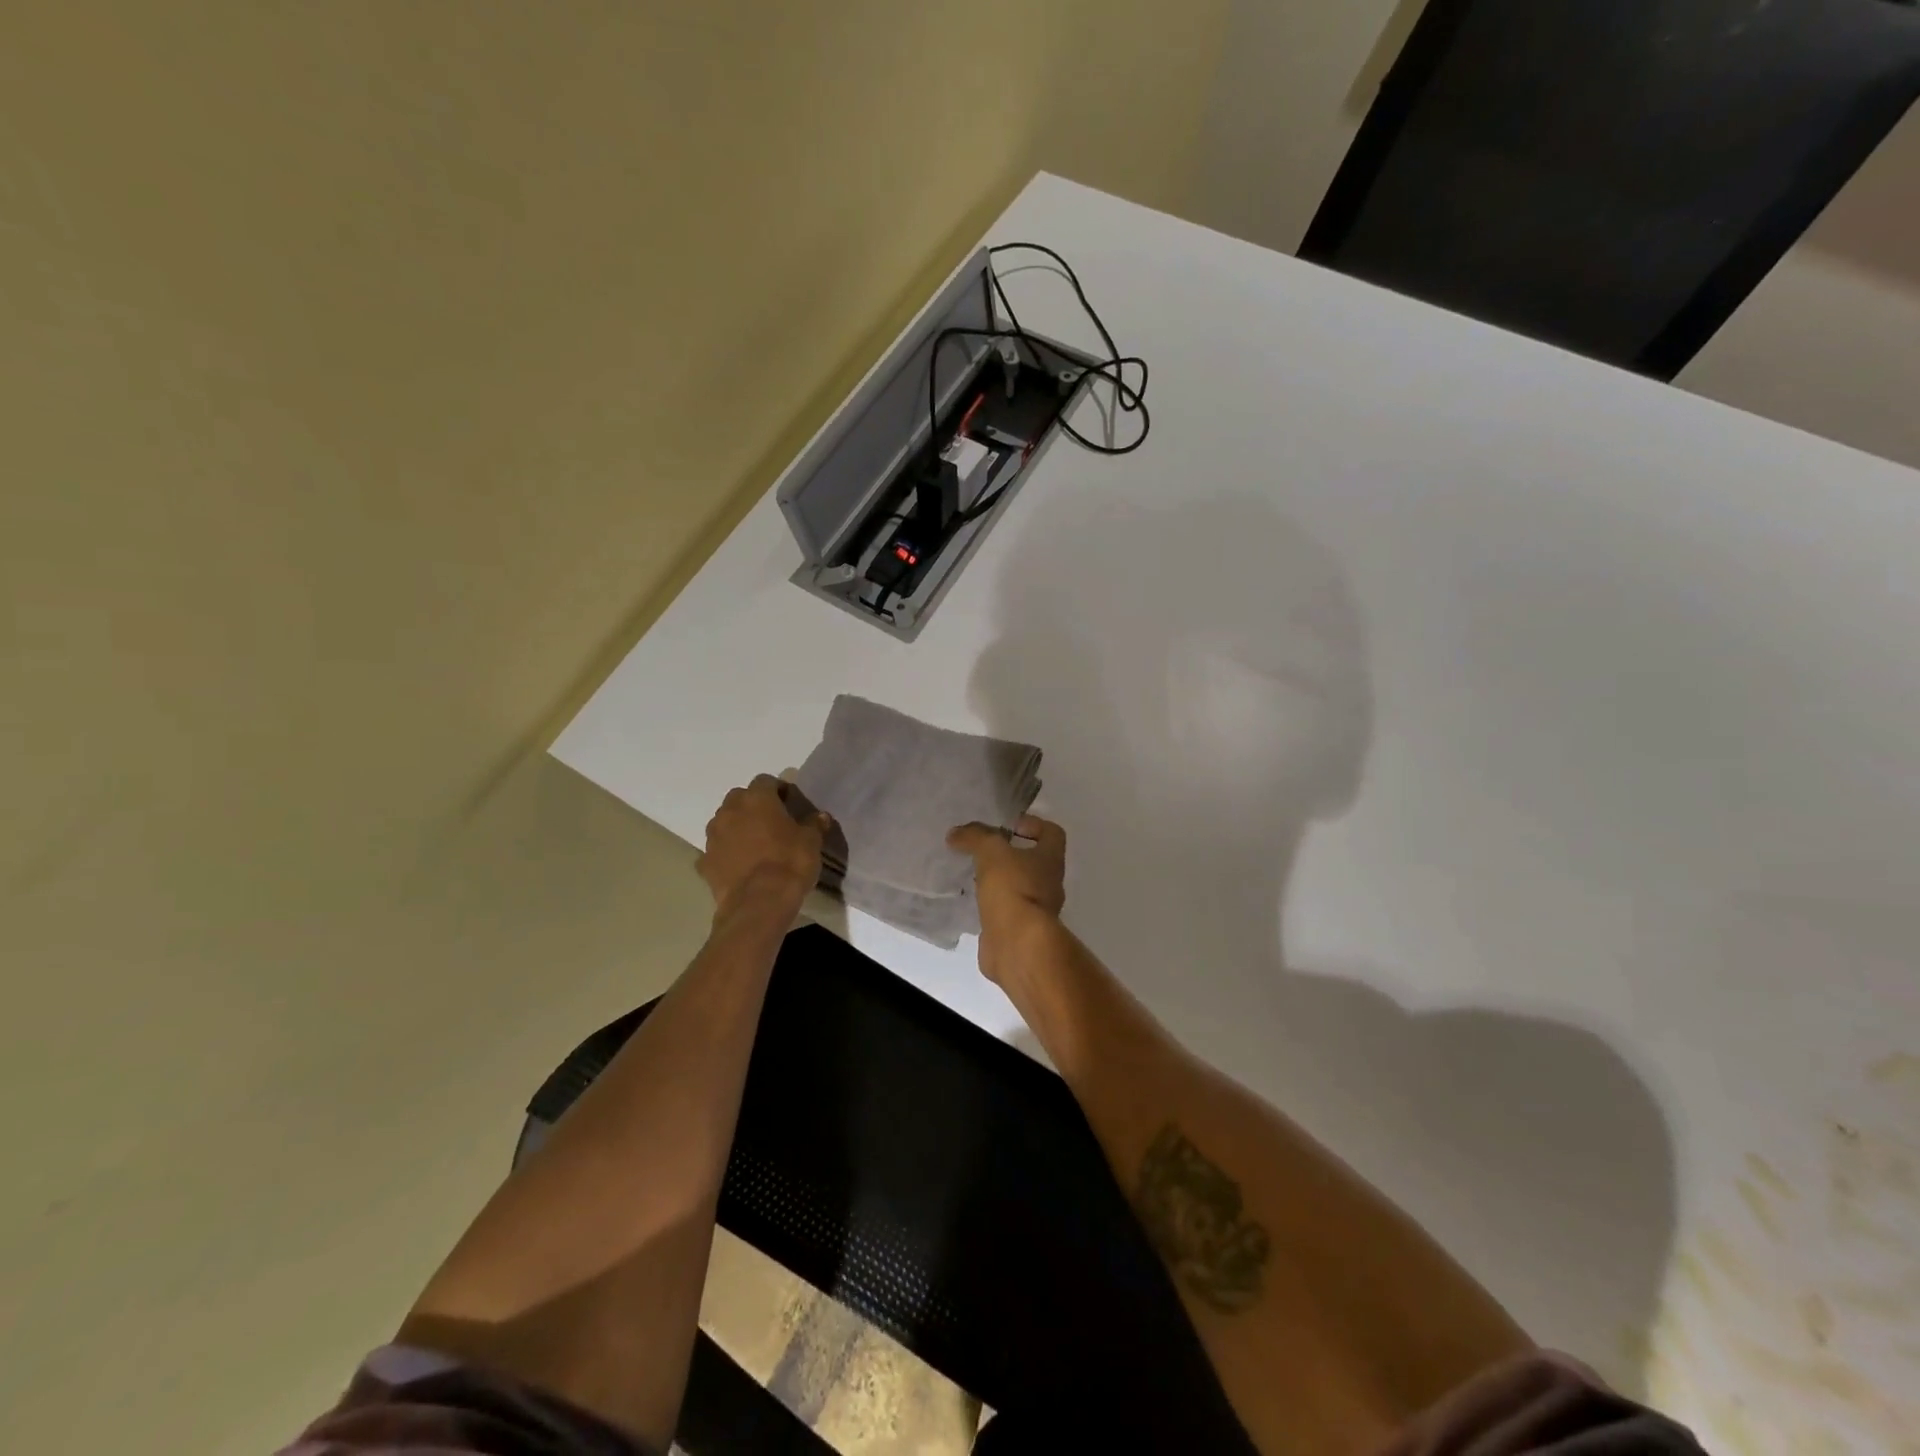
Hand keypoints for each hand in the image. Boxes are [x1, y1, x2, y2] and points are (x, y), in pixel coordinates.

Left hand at [698, 775, 828, 915]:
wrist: (758, 904)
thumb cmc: (789, 863)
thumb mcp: (812, 842)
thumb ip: (814, 824)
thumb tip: (820, 816)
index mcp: (757, 799)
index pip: (766, 781)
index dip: (778, 790)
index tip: (789, 803)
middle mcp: (730, 811)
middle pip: (739, 798)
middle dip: (753, 806)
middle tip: (771, 822)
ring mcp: (713, 837)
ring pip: (724, 822)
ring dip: (737, 827)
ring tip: (754, 844)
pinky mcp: (704, 862)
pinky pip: (717, 850)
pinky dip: (726, 853)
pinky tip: (739, 866)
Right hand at [947, 814, 1065, 983]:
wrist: (1017, 944)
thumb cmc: (1012, 888)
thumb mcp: (991, 851)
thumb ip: (975, 836)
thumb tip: (956, 834)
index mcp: (1051, 860)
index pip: (1052, 833)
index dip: (1033, 824)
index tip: (1007, 826)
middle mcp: (1049, 884)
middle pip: (1033, 861)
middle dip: (1009, 855)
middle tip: (981, 851)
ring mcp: (1036, 911)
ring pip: (1017, 887)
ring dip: (998, 881)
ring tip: (971, 875)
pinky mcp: (1019, 932)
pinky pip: (1005, 911)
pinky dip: (990, 906)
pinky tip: (970, 902)